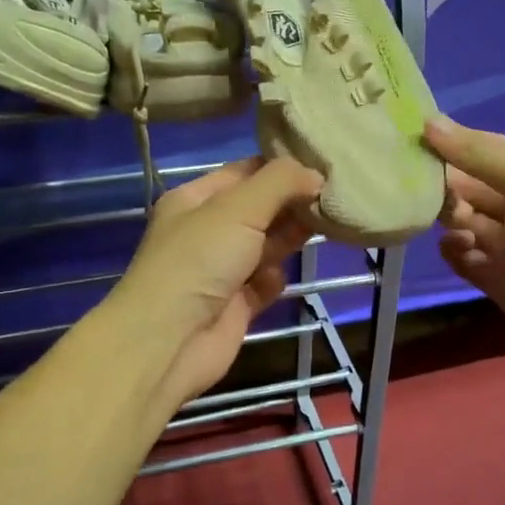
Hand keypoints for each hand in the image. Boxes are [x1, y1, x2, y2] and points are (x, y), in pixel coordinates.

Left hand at [109, 156, 322, 407]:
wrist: (170, 340)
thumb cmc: (199, 260)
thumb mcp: (238, 208)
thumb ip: (280, 183)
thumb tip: (316, 175)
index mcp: (196, 199)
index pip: (245, 172)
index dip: (281, 167)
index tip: (323, 164)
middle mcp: (207, 231)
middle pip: (259, 209)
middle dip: (292, 203)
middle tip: (334, 196)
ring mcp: (221, 270)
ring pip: (266, 245)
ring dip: (290, 238)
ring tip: (324, 227)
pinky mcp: (235, 305)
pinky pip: (264, 284)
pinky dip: (275, 280)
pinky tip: (279, 278)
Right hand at [424, 116, 504, 370]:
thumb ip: (479, 153)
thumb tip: (428, 123)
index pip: (481, 150)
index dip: (449, 143)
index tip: (410, 138)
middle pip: (465, 185)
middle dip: (442, 182)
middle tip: (417, 184)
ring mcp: (504, 242)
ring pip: (459, 220)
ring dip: (446, 215)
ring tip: (451, 220)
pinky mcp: (492, 277)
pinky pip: (460, 257)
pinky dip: (452, 250)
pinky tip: (459, 248)